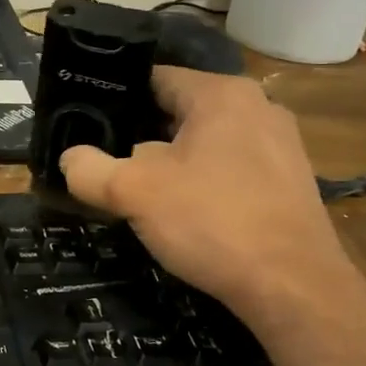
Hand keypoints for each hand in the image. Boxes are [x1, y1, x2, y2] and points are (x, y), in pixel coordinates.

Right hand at [57, 68, 364, 331]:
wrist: (294, 286)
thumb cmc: (211, 221)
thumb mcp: (132, 192)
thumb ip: (90, 169)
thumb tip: (71, 159)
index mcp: (220, 94)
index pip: (154, 78)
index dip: (115, 99)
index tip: (87, 124)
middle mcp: (257, 106)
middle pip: (180, 110)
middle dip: (143, 135)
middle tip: (110, 162)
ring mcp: (281, 143)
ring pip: (207, 140)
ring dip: (175, 161)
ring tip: (145, 191)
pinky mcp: (291, 180)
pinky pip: (233, 166)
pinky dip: (207, 181)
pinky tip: (190, 213)